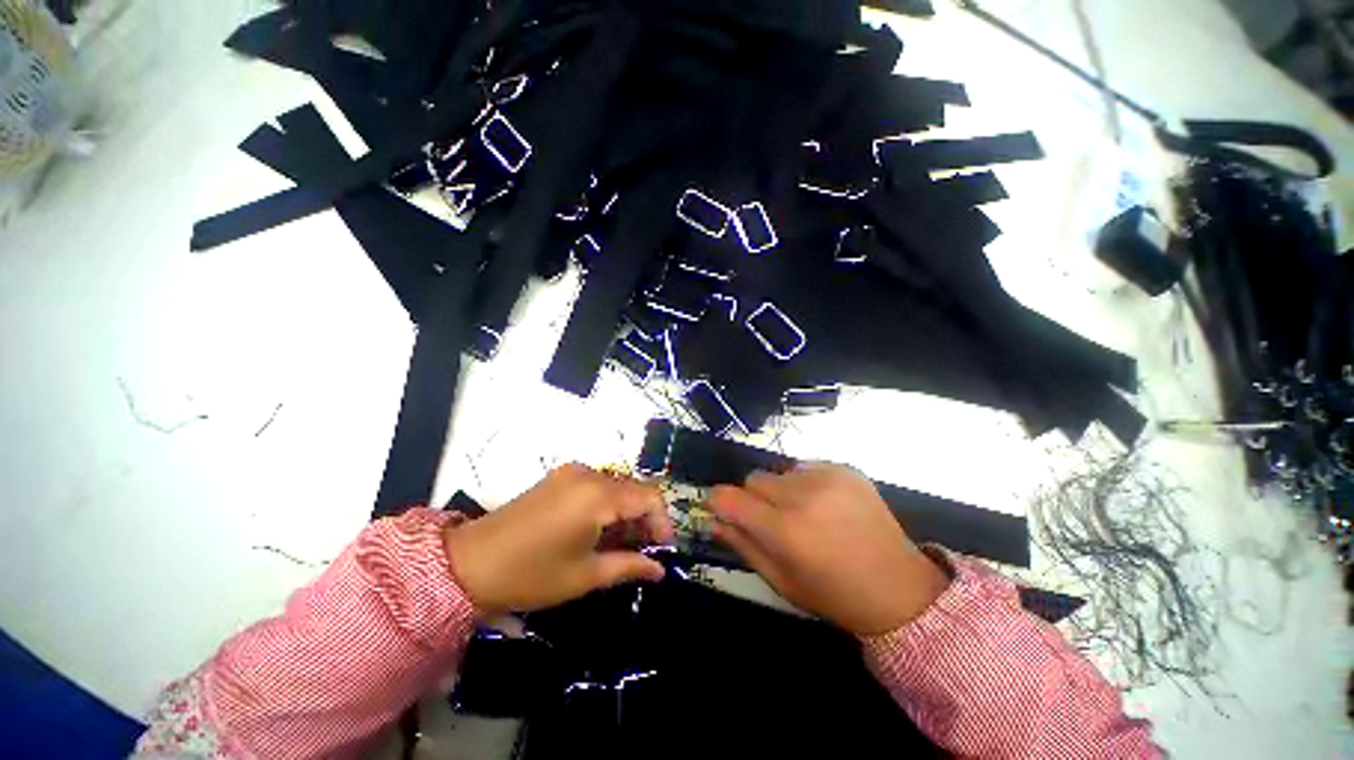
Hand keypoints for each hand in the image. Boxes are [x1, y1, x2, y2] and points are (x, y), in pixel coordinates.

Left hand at [444, 463, 674, 615]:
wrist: (468, 564)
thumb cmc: (531, 575)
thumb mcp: (585, 576)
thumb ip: (629, 566)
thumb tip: (660, 570)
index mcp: (598, 495)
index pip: (649, 497)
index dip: (662, 522)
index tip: (662, 550)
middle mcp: (589, 474)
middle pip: (633, 489)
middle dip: (644, 519)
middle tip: (643, 553)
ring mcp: (572, 473)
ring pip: (616, 487)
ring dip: (625, 513)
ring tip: (620, 546)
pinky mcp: (559, 477)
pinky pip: (597, 486)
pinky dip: (607, 506)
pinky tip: (599, 531)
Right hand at [708, 463, 948, 635]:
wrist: (899, 587)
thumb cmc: (833, 594)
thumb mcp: (781, 580)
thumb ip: (743, 545)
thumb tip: (714, 521)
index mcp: (784, 530)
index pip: (729, 498)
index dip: (719, 501)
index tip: (722, 509)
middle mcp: (802, 495)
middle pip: (753, 479)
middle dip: (754, 498)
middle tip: (773, 521)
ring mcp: (827, 477)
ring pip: (778, 472)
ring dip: (781, 490)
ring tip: (804, 513)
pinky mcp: (845, 468)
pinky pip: (805, 466)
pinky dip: (805, 482)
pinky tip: (824, 505)